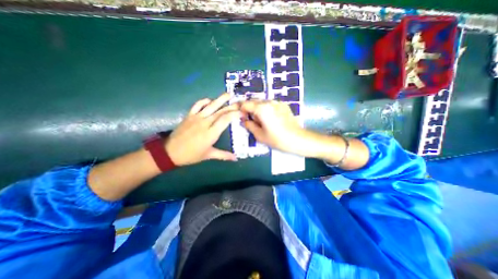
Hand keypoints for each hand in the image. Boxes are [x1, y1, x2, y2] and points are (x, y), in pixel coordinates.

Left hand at [165, 93, 240, 166]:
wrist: (170, 152)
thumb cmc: (191, 155)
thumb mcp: (208, 155)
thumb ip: (223, 155)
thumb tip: (236, 158)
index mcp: (211, 133)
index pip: (225, 119)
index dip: (235, 114)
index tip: (242, 112)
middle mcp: (205, 123)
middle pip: (221, 111)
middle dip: (232, 106)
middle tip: (240, 102)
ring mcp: (196, 117)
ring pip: (211, 106)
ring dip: (220, 99)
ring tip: (229, 94)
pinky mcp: (189, 115)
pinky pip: (197, 105)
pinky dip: (204, 101)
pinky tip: (210, 100)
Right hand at [239, 100, 309, 155]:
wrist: (298, 139)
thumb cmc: (277, 139)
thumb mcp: (259, 135)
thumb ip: (249, 125)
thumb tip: (244, 120)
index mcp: (261, 108)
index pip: (245, 104)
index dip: (241, 110)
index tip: (242, 117)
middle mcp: (269, 102)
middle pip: (254, 101)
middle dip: (249, 109)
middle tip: (251, 120)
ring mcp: (278, 102)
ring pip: (262, 102)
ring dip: (258, 109)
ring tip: (261, 121)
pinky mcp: (284, 105)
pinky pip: (271, 104)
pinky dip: (267, 109)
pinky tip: (271, 119)